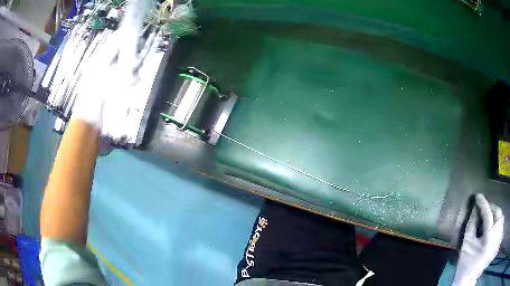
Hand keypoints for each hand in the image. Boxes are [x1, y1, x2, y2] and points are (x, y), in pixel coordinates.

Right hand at [452, 194, 504, 285]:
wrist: (469, 278)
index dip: (483, 204)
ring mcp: (497, 237)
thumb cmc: (466, 264)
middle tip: (484, 207)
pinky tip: (492, 222)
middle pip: (497, 213)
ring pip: (500, 216)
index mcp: (488, 238)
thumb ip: (471, 225)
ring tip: (488, 214)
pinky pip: (500, 223)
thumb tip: (474, 209)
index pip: (488, 215)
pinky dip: (497, 219)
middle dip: (491, 208)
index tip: (478, 196)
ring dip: (494, 213)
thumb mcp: (467, 244)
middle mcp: (495, 235)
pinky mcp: (496, 239)